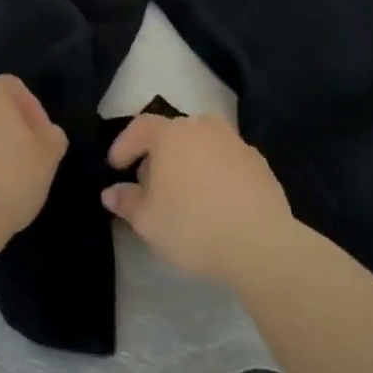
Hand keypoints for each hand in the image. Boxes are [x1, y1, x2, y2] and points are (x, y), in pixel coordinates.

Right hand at [103, 114, 294, 283]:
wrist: (261, 244)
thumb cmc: (193, 226)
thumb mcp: (147, 221)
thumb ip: (126, 201)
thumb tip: (111, 192)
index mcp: (171, 134)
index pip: (140, 127)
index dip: (124, 145)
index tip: (116, 167)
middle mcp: (203, 128)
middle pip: (173, 132)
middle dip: (158, 153)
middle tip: (151, 181)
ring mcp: (235, 143)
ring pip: (203, 143)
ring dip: (190, 159)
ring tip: (186, 188)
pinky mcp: (260, 163)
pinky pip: (228, 160)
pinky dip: (217, 172)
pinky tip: (217, 199)